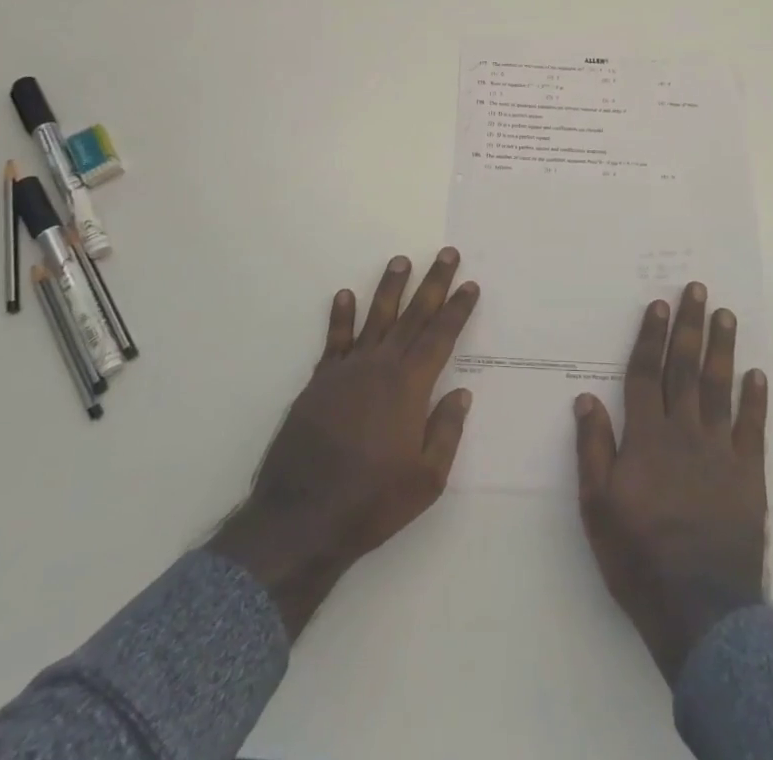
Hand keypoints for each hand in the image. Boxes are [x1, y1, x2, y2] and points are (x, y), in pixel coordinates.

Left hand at [208, 248, 479, 636]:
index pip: (441, 337)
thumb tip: (462, 392)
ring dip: (389, 287)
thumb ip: (446, 431)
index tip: (470, 284)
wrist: (302, 519)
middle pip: (413, 316)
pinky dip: (340, 316)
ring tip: (400, 260)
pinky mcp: (319, 382)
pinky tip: (345, 295)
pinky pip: (334, 340)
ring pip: (374, 317)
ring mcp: (347, 370)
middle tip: (447, 254)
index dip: (457, 309)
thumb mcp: (427, 479)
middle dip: (433, 283)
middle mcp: (381, 367)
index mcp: (410, 387)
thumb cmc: (372, 502)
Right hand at [574, 282, 767, 683]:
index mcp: (646, 437)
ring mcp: (720, 451)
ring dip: (722, 349)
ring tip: (726, 315)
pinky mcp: (749, 475)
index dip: (651, 337)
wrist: (699, 608)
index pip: (645, 374)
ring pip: (719, 388)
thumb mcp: (597, 506)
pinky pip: (752, 428)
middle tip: (698, 290)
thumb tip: (585, 397)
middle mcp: (684, 432)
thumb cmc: (638, 556)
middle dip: (690, 327)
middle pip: (685, 369)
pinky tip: (757, 375)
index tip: (660, 304)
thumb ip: (593, 448)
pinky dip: (755, 400)